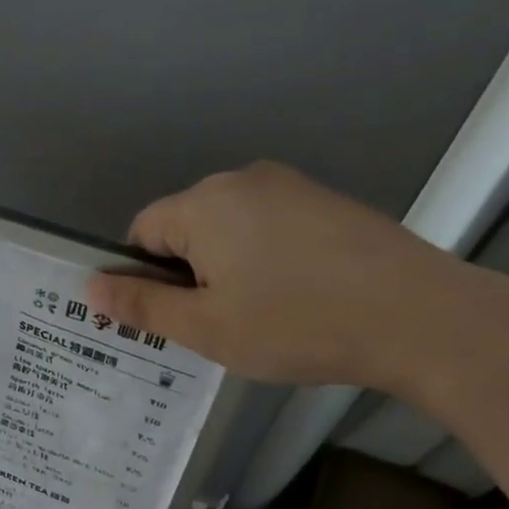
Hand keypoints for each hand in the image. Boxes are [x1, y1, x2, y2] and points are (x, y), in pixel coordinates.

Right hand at [86, 161, 479, 389]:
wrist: (418, 317)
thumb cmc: (294, 324)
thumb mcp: (205, 327)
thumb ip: (142, 306)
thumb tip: (90, 287)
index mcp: (204, 205)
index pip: (142, 231)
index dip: (143, 277)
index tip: (172, 318)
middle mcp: (243, 181)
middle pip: (186, 227)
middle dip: (187, 273)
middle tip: (216, 325)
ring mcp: (292, 187)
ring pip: (230, 230)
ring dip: (227, 269)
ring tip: (260, 317)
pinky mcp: (328, 203)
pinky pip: (270, 229)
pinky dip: (266, 260)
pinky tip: (297, 298)